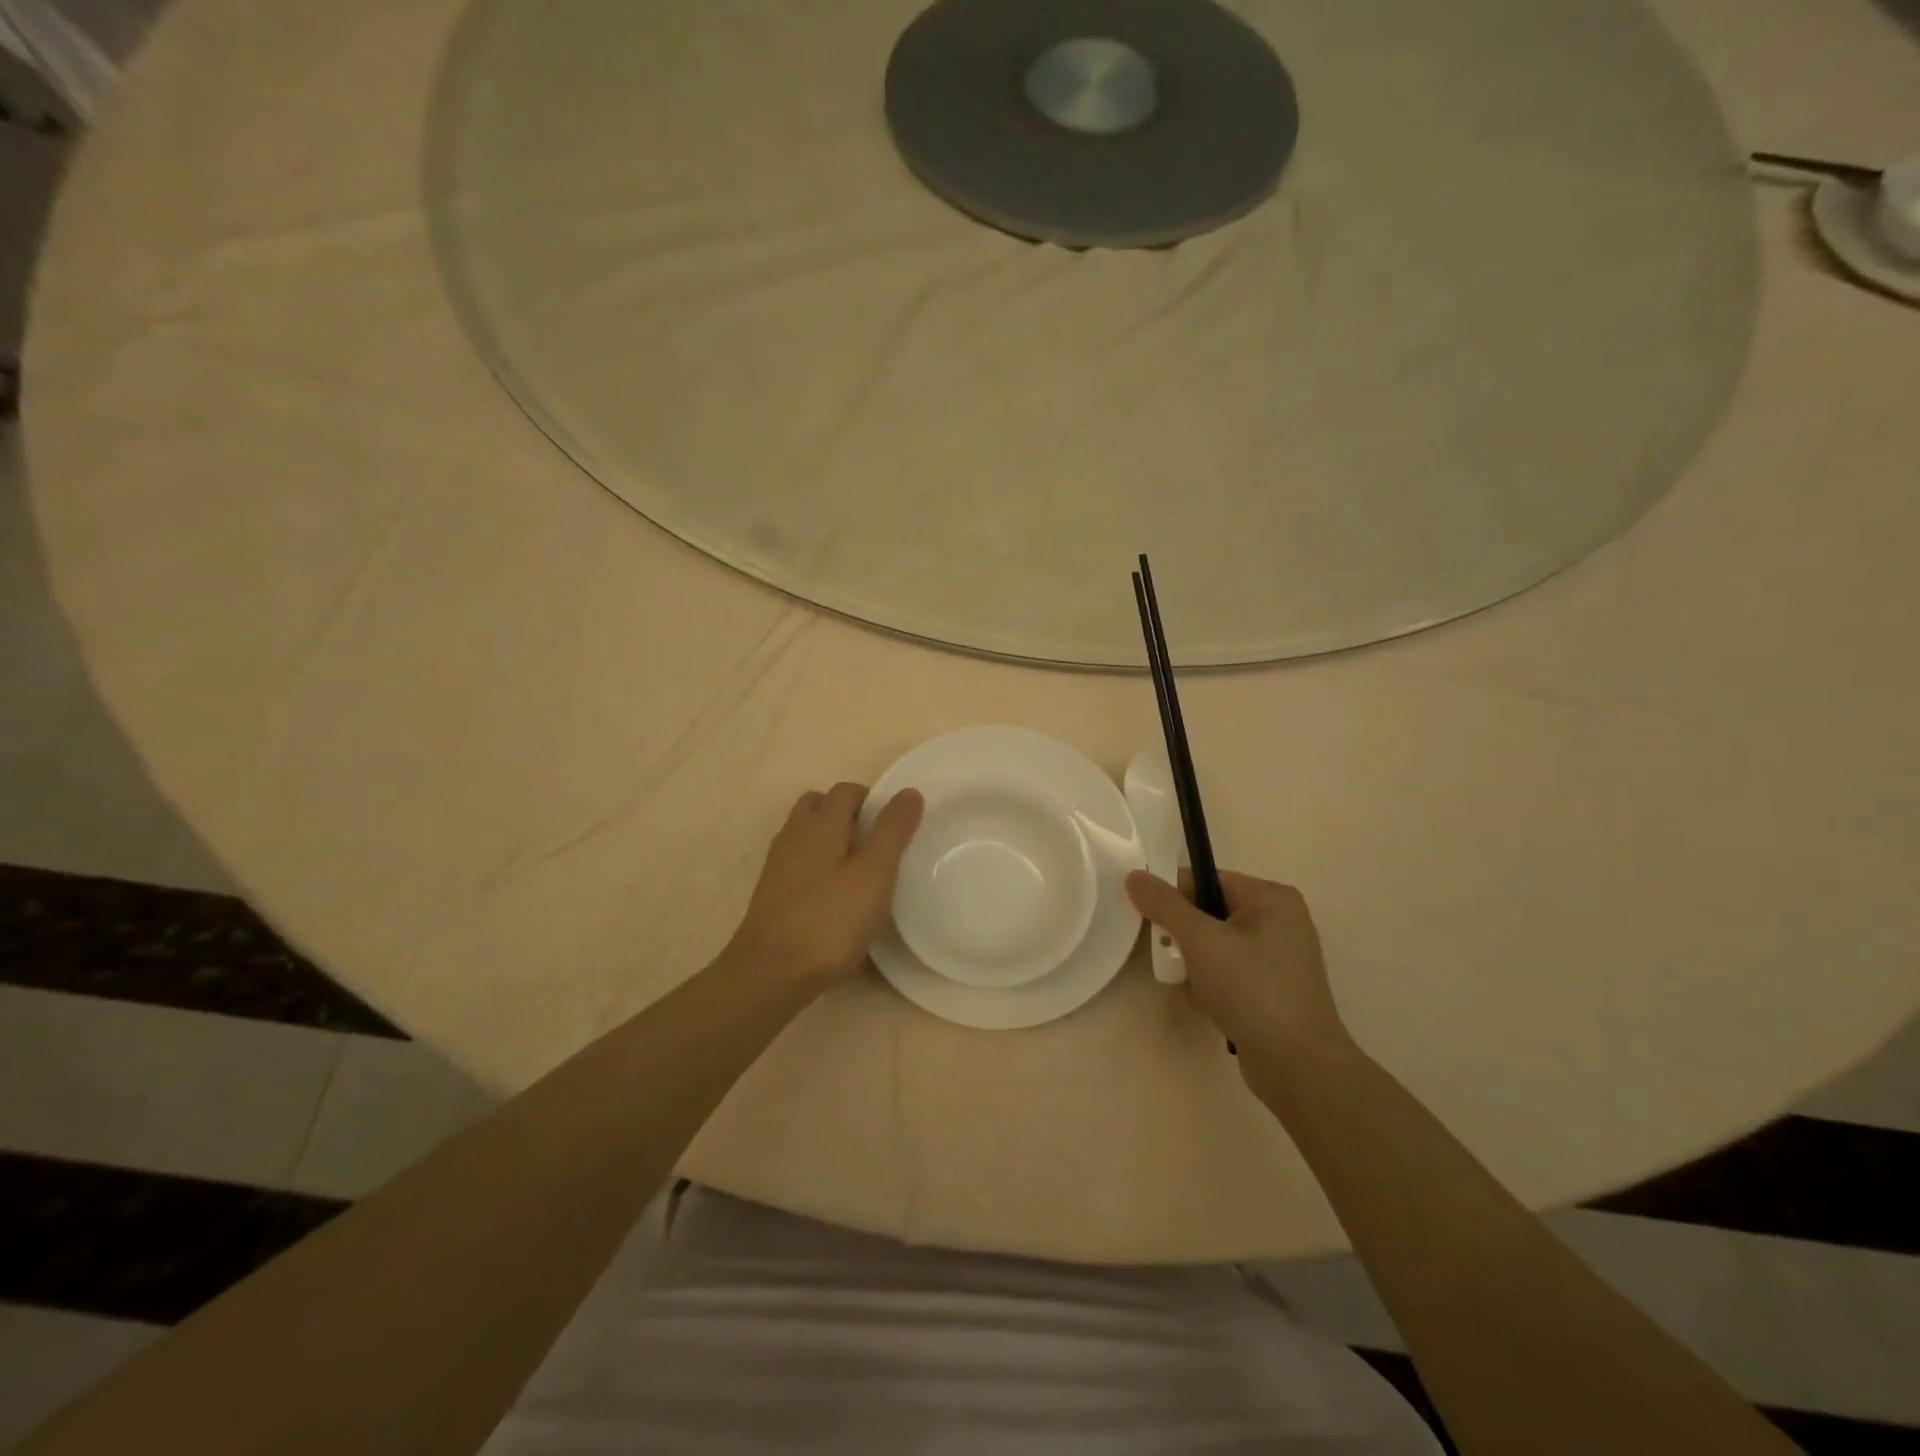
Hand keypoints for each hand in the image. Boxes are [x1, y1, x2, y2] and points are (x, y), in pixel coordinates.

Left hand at [727, 782, 923, 990]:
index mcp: (820, 823)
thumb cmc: (830, 919)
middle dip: (848, 815)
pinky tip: (836, 897)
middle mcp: (794, 835)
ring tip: (859, 871)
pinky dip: (818, 867)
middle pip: (820, 806)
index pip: (846, 791)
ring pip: (807, 836)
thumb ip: (892, 831)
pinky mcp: (773, 894)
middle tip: (876, 844)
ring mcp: (779, 865)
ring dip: (831, 841)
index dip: (872, 800)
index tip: (895, 825)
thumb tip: (909, 792)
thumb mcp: (874, 873)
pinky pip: (799, 864)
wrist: (771, 972)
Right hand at [1126, 869, 1353, 1094]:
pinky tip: (1206, 1000)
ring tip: (1186, 980)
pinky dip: (1213, 979)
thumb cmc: (1251, 990)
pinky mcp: (1276, 988)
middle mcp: (1282, 920)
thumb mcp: (1201, 941)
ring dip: (1196, 958)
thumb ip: (1164, 905)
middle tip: (1166, 953)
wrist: (1298, 1066)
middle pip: (1212, 910)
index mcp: (1271, 897)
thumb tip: (1134, 875)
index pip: (1207, 879)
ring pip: (1219, 943)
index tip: (1147, 919)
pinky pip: (1232, 969)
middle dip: (1184, 932)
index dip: (1172, 896)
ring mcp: (1281, 957)